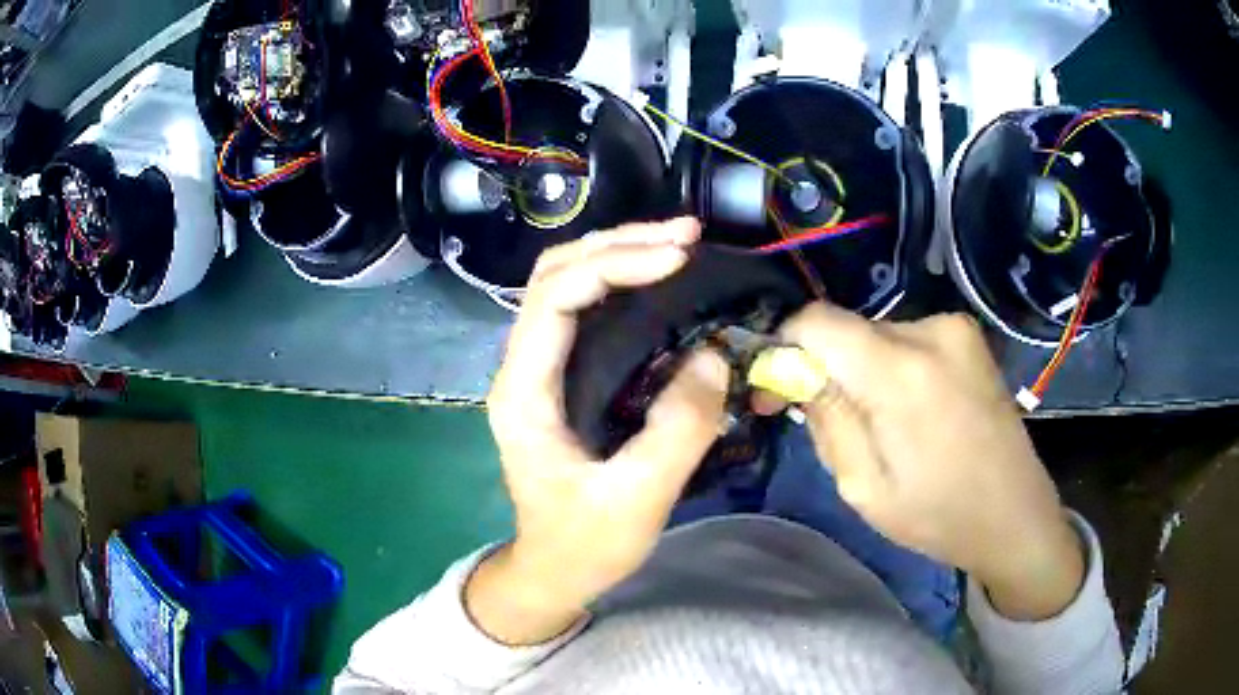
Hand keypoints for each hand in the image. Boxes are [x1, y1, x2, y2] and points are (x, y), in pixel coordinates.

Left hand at [468, 218, 729, 644]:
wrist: (553, 571)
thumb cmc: (584, 544)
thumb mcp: (636, 500)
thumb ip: (677, 431)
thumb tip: (714, 357)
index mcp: (524, 391)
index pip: (554, 296)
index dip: (615, 264)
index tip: (679, 259)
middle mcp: (522, 367)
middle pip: (555, 273)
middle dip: (619, 244)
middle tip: (687, 235)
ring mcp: (540, 369)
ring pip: (567, 284)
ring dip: (620, 255)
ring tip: (680, 244)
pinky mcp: (563, 378)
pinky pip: (586, 311)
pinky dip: (623, 284)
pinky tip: (662, 282)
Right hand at [778, 304, 1084, 619]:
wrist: (1014, 515)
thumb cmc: (937, 515)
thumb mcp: (863, 487)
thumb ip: (825, 419)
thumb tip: (794, 371)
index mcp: (901, 371)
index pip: (816, 321)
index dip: (786, 348)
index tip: (780, 391)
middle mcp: (930, 330)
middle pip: (848, 330)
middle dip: (828, 369)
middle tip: (831, 423)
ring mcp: (955, 328)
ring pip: (877, 335)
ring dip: (863, 372)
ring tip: (883, 426)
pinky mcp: (969, 336)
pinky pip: (907, 340)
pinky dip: (893, 368)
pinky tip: (913, 412)